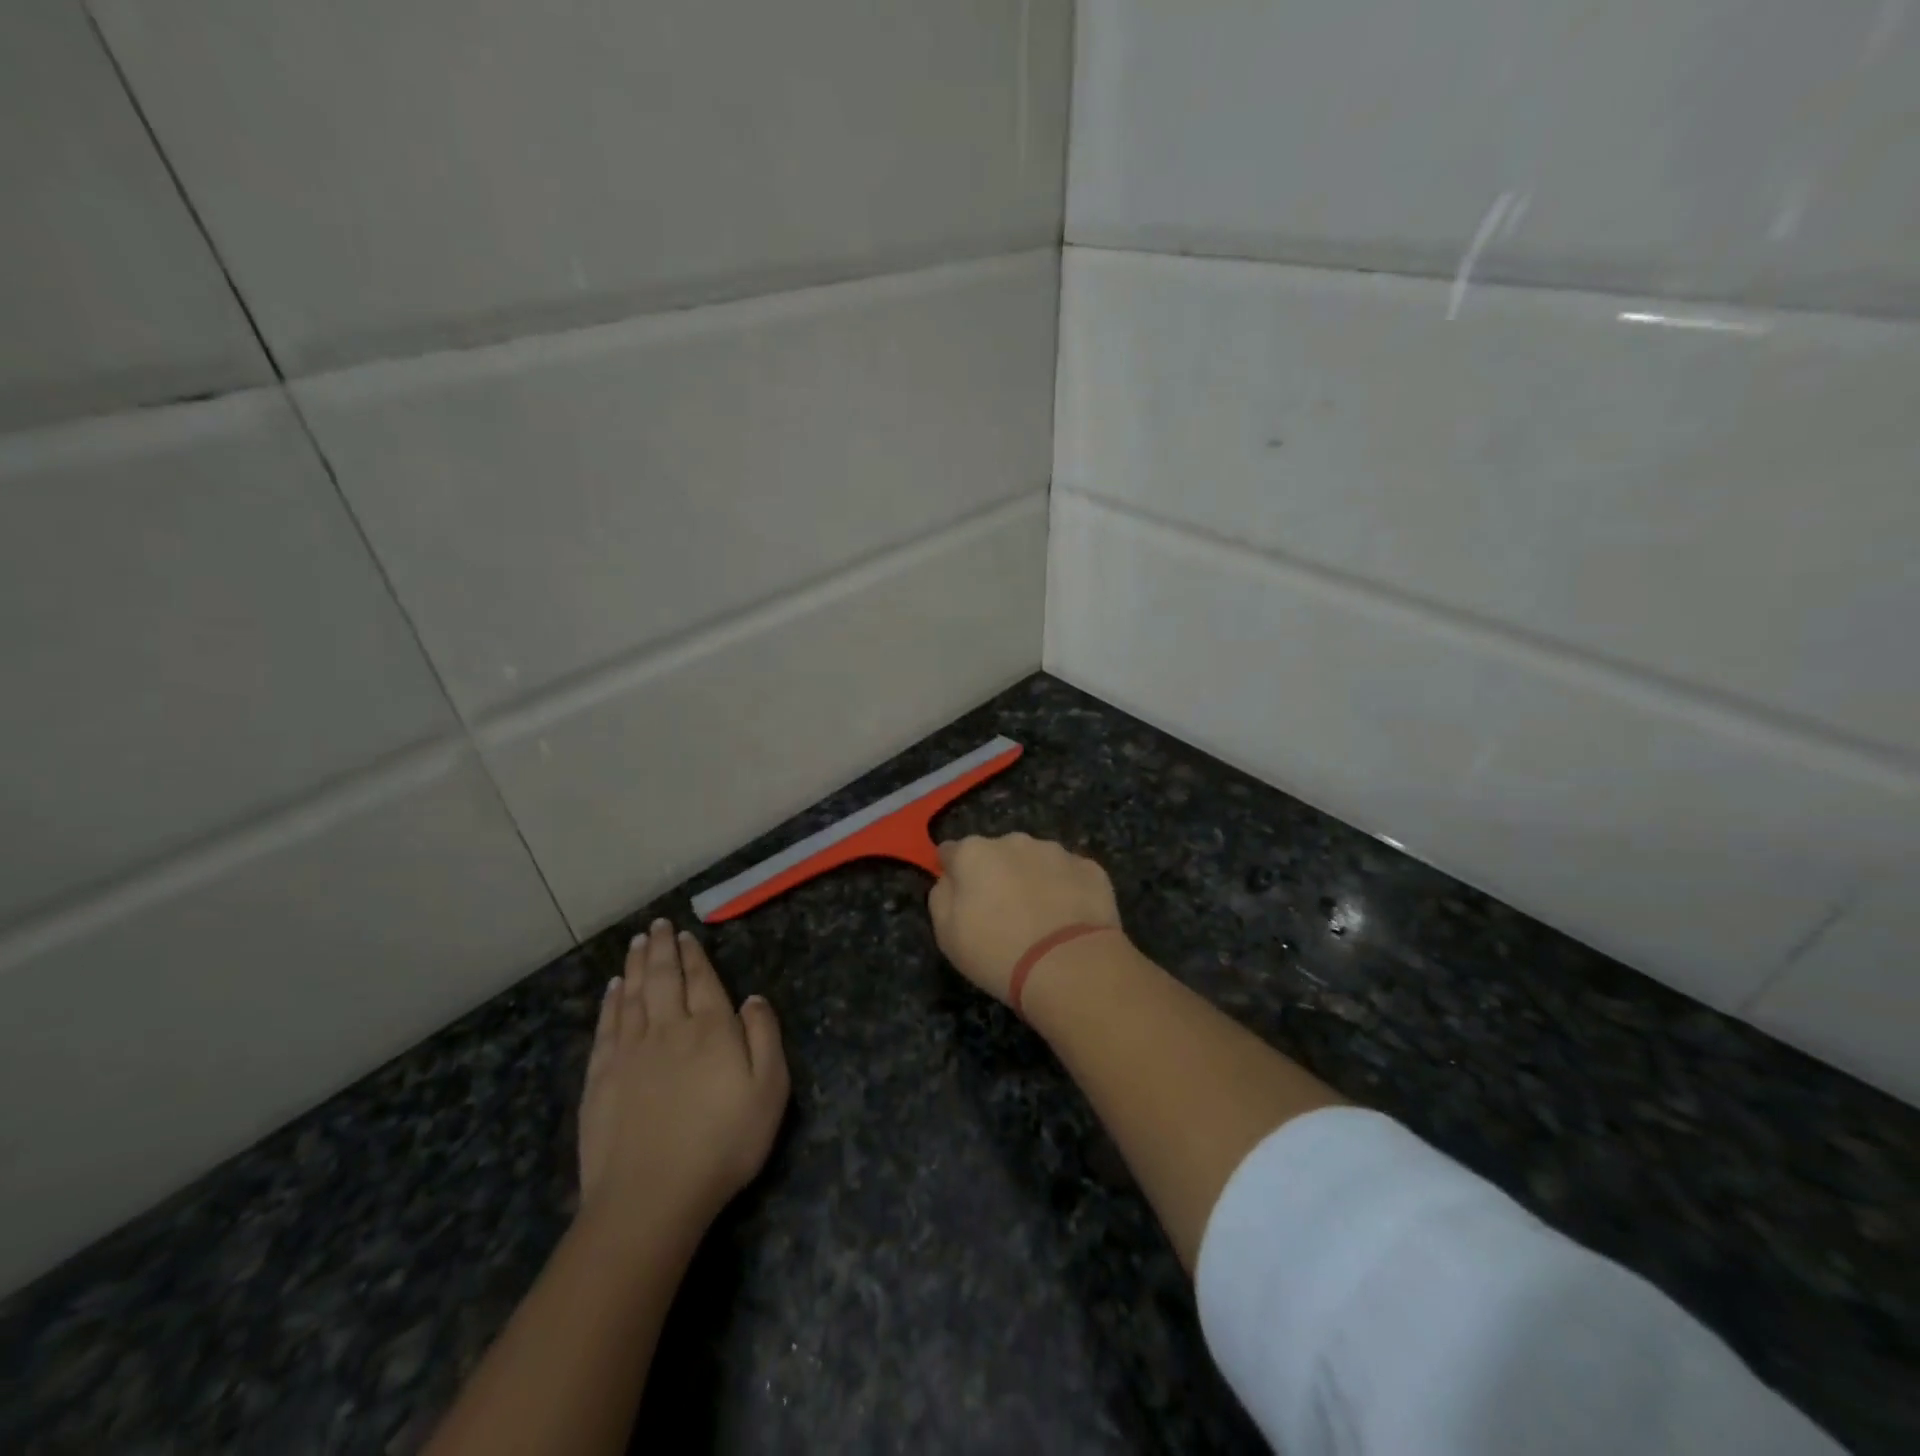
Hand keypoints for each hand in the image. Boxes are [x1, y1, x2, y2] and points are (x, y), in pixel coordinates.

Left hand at [577, 920, 789, 1240]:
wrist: (651, 1197)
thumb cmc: (723, 1143)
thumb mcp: (769, 1090)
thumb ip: (764, 1037)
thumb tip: (753, 998)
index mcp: (710, 1029)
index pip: (700, 979)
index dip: (693, 955)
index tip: (684, 934)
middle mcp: (668, 1029)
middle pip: (662, 978)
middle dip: (660, 948)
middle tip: (656, 925)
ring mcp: (629, 1052)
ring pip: (632, 995)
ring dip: (634, 966)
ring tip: (635, 943)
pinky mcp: (601, 1078)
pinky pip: (607, 1027)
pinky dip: (610, 1003)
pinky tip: (612, 990)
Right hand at [927, 834, 1123, 1004]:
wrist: (1070, 966)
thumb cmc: (998, 953)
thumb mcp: (947, 935)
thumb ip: (941, 896)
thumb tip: (950, 879)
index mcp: (974, 853)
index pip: (951, 852)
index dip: (954, 873)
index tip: (960, 898)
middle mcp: (1014, 841)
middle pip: (997, 854)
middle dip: (997, 874)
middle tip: (1003, 914)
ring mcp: (1056, 852)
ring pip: (1036, 860)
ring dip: (1033, 879)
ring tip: (1041, 919)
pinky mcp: (1090, 868)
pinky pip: (1070, 875)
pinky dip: (1067, 890)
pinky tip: (1069, 920)